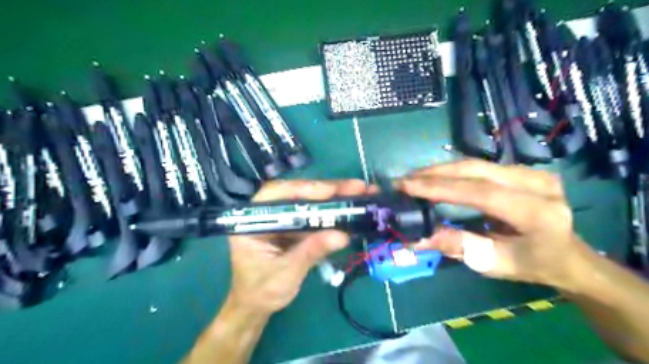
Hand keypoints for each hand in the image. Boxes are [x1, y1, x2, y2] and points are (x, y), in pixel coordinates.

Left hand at [227, 179, 371, 315]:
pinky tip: (351, 208)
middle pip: (298, 193)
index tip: (332, 191)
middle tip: (358, 187)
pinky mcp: (294, 225)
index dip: (306, 190)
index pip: (278, 195)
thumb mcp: (286, 273)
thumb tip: (342, 235)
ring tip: (361, 192)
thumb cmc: (261, 292)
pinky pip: (314, 214)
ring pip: (309, 201)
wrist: (255, 306)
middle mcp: (266, 212)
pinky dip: (332, 212)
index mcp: (252, 220)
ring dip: (335, 197)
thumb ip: (311, 252)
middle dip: (328, 189)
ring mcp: (282, 218)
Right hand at [396, 159, 591, 290]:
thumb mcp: (493, 263)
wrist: (567, 255)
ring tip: (411, 178)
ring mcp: (532, 172)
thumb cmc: (531, 265)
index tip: (406, 186)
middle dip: (433, 174)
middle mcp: (538, 183)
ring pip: (474, 164)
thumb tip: (416, 238)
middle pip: (475, 170)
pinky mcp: (522, 169)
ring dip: (439, 170)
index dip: (439, 188)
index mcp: (537, 212)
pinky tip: (433, 177)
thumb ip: (457, 246)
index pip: (480, 192)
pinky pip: (478, 166)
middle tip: (402, 180)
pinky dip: (451, 171)